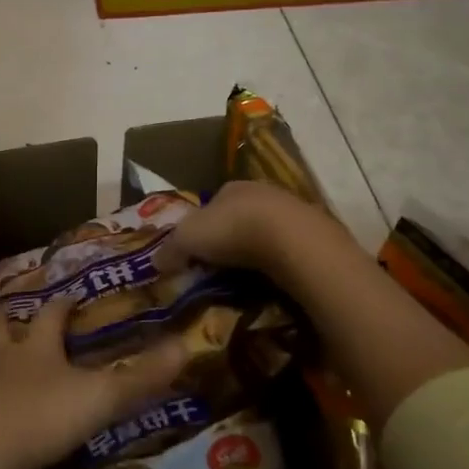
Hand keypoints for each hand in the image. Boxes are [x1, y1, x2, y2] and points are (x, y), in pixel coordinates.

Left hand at [0, 295, 186, 468]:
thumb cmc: (42, 417)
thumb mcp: (100, 397)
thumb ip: (141, 377)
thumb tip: (186, 345)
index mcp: (38, 347)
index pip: (52, 315)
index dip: (62, 304)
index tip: (70, 295)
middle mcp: (3, 358)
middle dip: (2, 313)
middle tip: (0, 302)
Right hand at [156, 180, 335, 276]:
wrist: (292, 241)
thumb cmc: (232, 230)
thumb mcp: (187, 238)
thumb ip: (170, 248)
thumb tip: (156, 262)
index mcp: (231, 187)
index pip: (211, 205)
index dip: (201, 228)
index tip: (195, 252)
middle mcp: (261, 193)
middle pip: (239, 218)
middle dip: (229, 240)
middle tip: (217, 268)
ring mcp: (291, 212)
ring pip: (265, 233)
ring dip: (255, 252)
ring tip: (244, 279)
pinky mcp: (312, 235)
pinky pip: (287, 251)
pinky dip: (277, 264)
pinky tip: (271, 280)